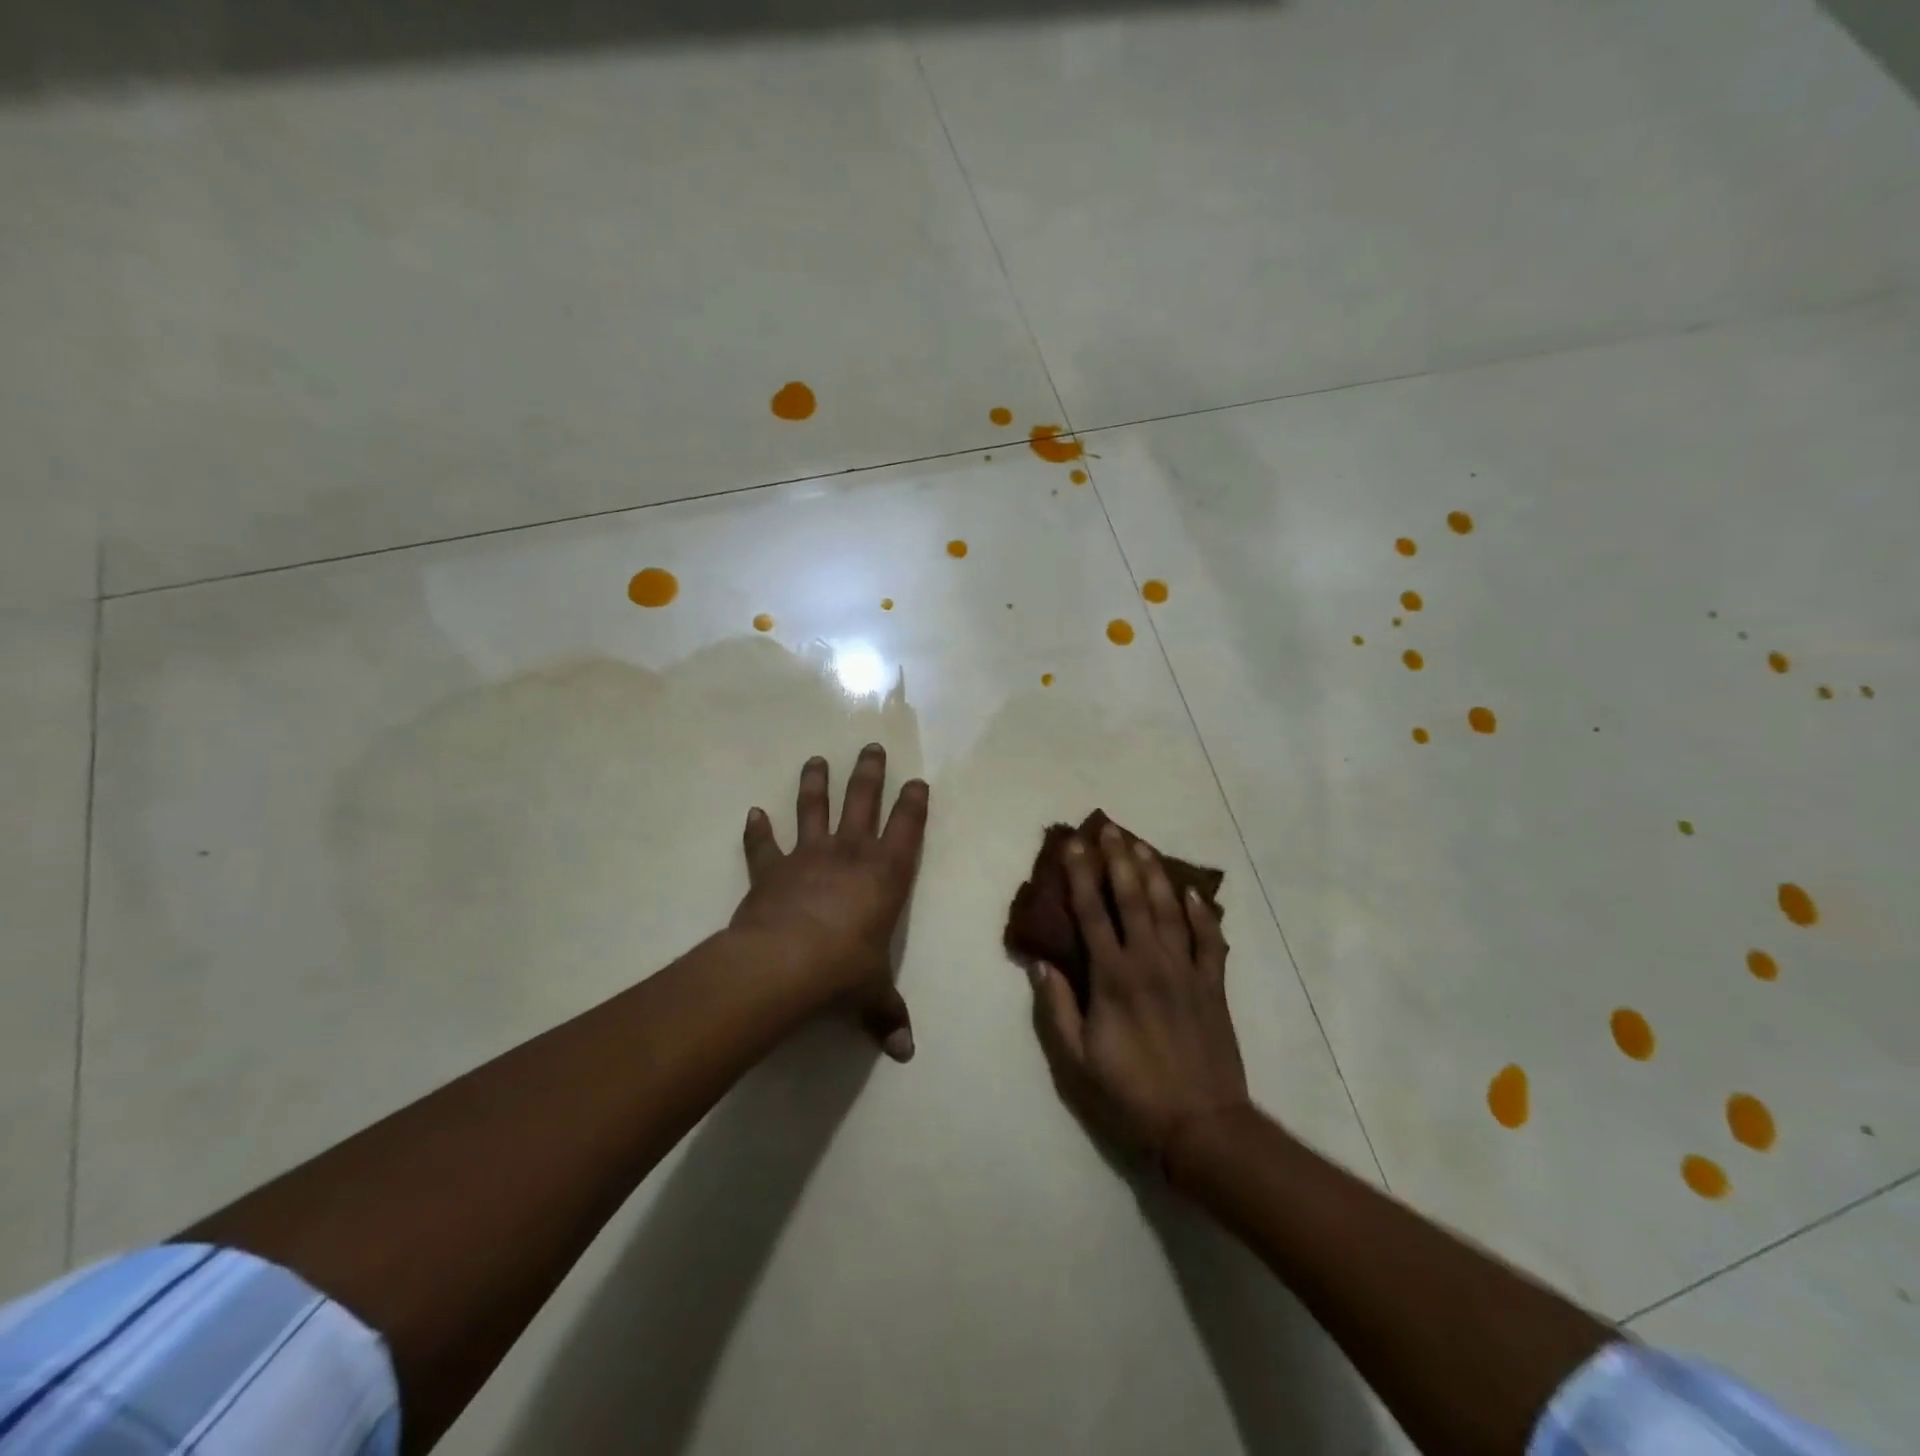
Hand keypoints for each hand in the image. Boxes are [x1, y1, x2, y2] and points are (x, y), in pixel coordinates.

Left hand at [732, 745, 927, 1061]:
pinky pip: (763, 845)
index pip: (907, 829)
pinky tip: (753, 814)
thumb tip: (906, 1053)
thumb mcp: (872, 994)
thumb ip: (887, 1015)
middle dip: (869, 774)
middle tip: (871, 747)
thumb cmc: (844, 971)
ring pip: (813, 809)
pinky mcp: (771, 870)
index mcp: (885, 875)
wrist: (785, 964)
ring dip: (815, 783)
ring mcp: (808, 857)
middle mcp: (850, 855)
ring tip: (816, 759)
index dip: (913, 805)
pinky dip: (757, 830)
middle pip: (862, 801)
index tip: (917, 782)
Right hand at [1031, 824, 1250, 1158]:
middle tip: (1110, 828)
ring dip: (1155, 874)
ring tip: (1142, 845)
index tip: (1074, 845)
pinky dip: (1202, 914)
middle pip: (1133, 899)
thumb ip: (1057, 1007)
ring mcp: (1186, 971)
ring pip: (1170, 910)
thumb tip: (1041, 963)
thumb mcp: (1077, 1060)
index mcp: (1113, 978)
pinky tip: (1192, 892)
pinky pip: (1210, 940)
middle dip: (1119, 860)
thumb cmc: (1130, 1094)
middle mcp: (1150, 962)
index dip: (1081, 876)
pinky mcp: (1213, 986)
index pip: (1092, 913)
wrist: (1202, 1126)